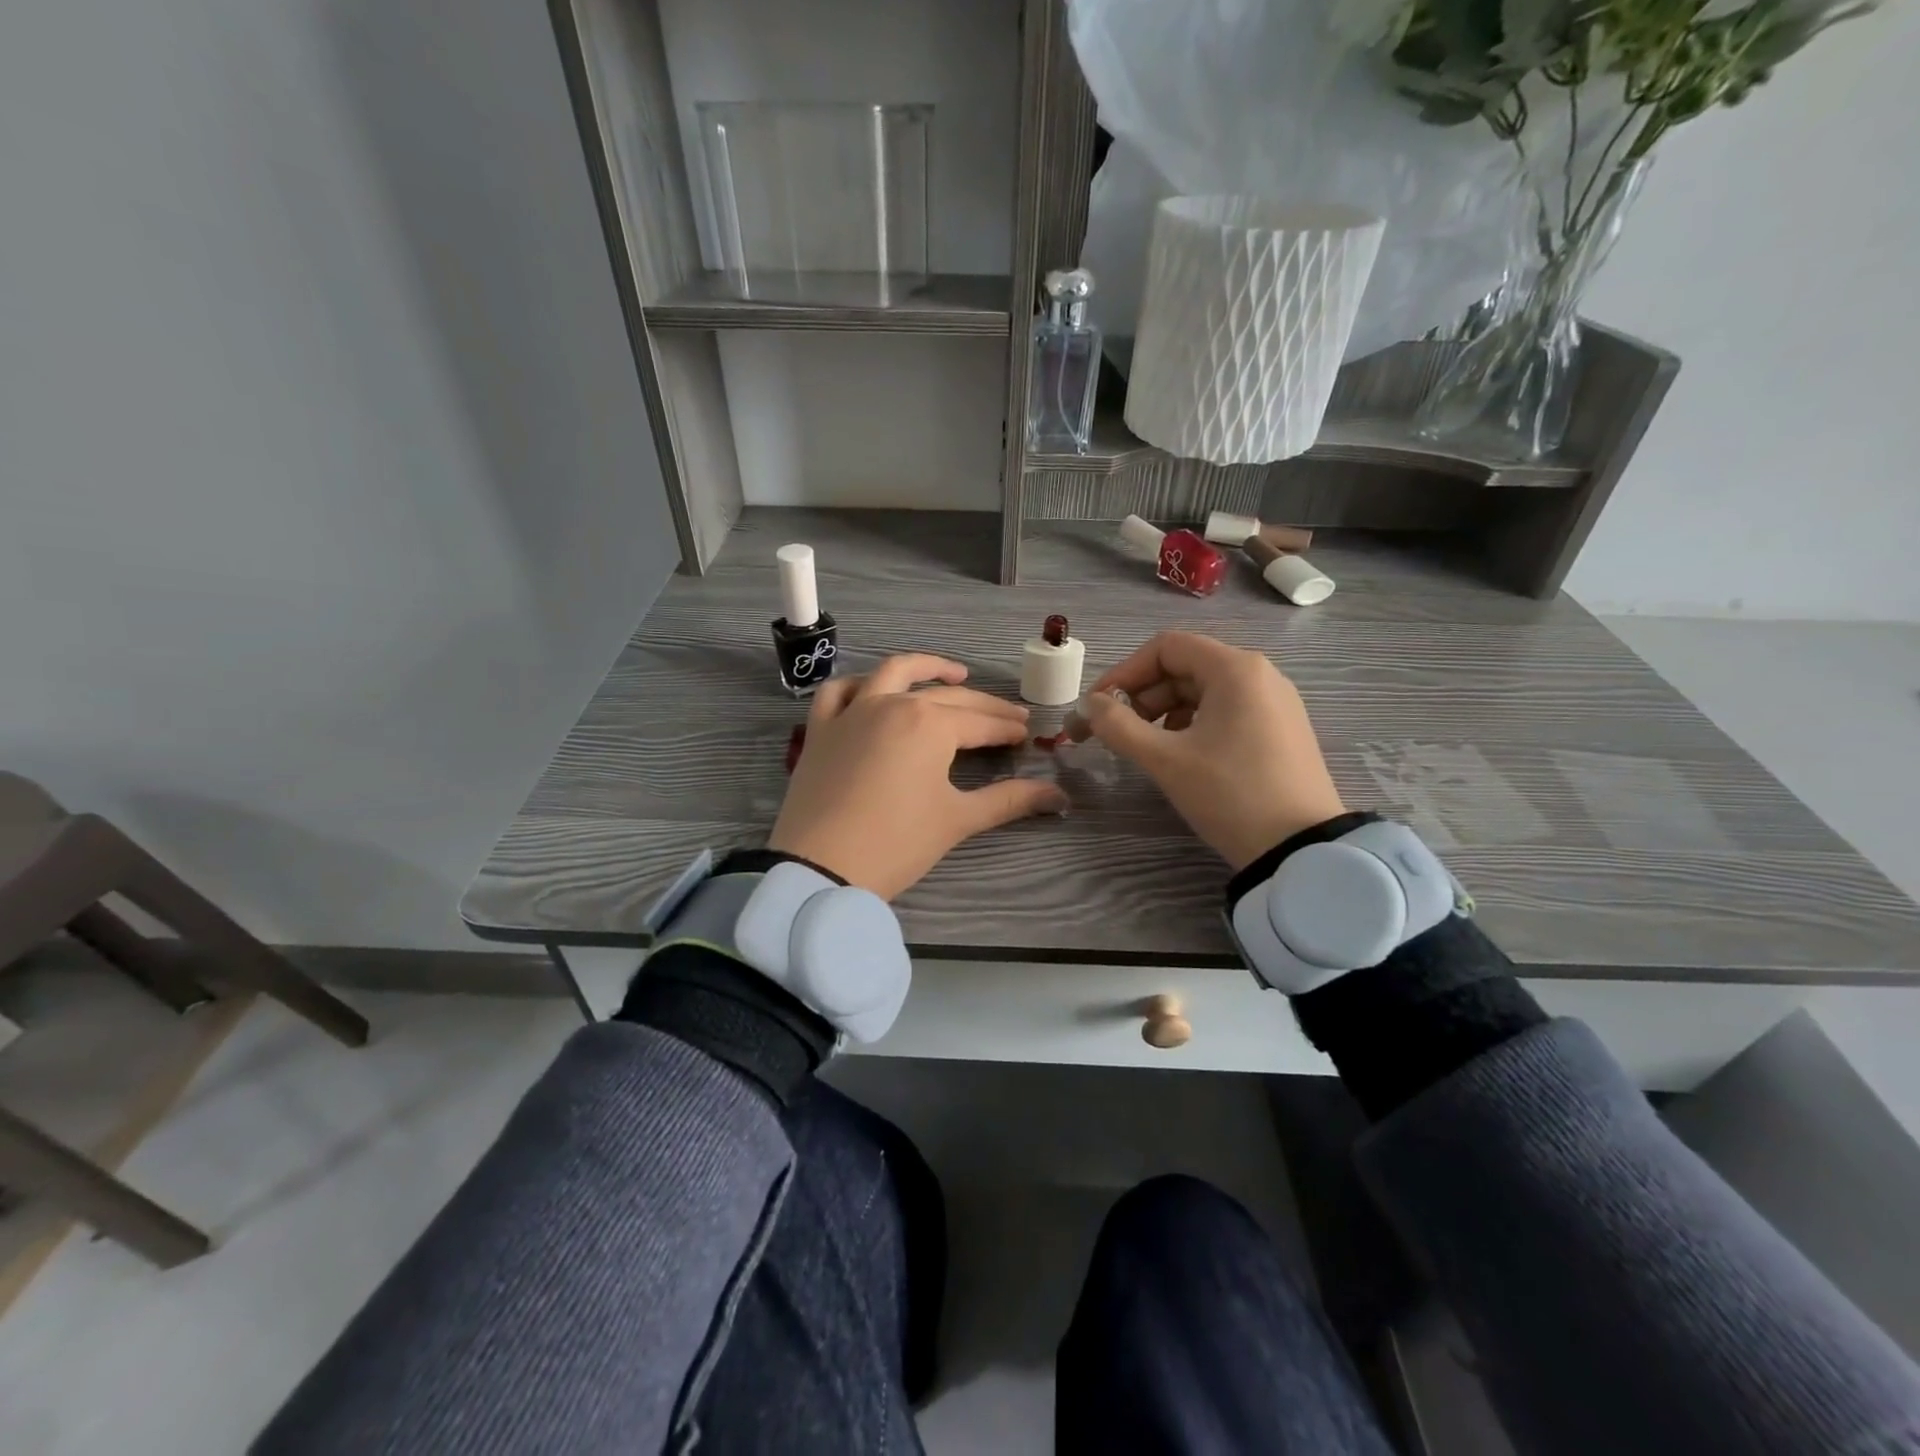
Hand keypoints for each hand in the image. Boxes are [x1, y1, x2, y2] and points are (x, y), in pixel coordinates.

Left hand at [770, 654, 1068, 899]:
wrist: (819, 868)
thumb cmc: (896, 843)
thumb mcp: (957, 820)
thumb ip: (1010, 801)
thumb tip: (1061, 798)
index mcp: (930, 724)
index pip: (981, 722)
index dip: (1007, 728)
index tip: (1026, 735)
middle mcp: (892, 704)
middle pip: (947, 697)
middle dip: (984, 706)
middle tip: (1009, 716)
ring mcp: (852, 711)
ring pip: (892, 673)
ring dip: (926, 668)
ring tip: (953, 674)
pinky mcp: (821, 728)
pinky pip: (838, 692)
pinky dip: (859, 684)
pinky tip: (873, 690)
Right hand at [1081, 631, 1344, 870]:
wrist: (1300, 850)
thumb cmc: (1229, 794)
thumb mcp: (1165, 759)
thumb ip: (1118, 725)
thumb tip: (1089, 705)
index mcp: (1235, 669)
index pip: (1165, 647)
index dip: (1124, 672)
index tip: (1097, 706)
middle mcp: (1259, 674)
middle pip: (1185, 666)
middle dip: (1142, 695)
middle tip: (1115, 731)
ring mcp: (1275, 702)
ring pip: (1204, 690)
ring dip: (1164, 711)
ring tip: (1145, 746)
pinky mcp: (1281, 729)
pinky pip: (1226, 710)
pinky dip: (1193, 723)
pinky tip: (1181, 754)